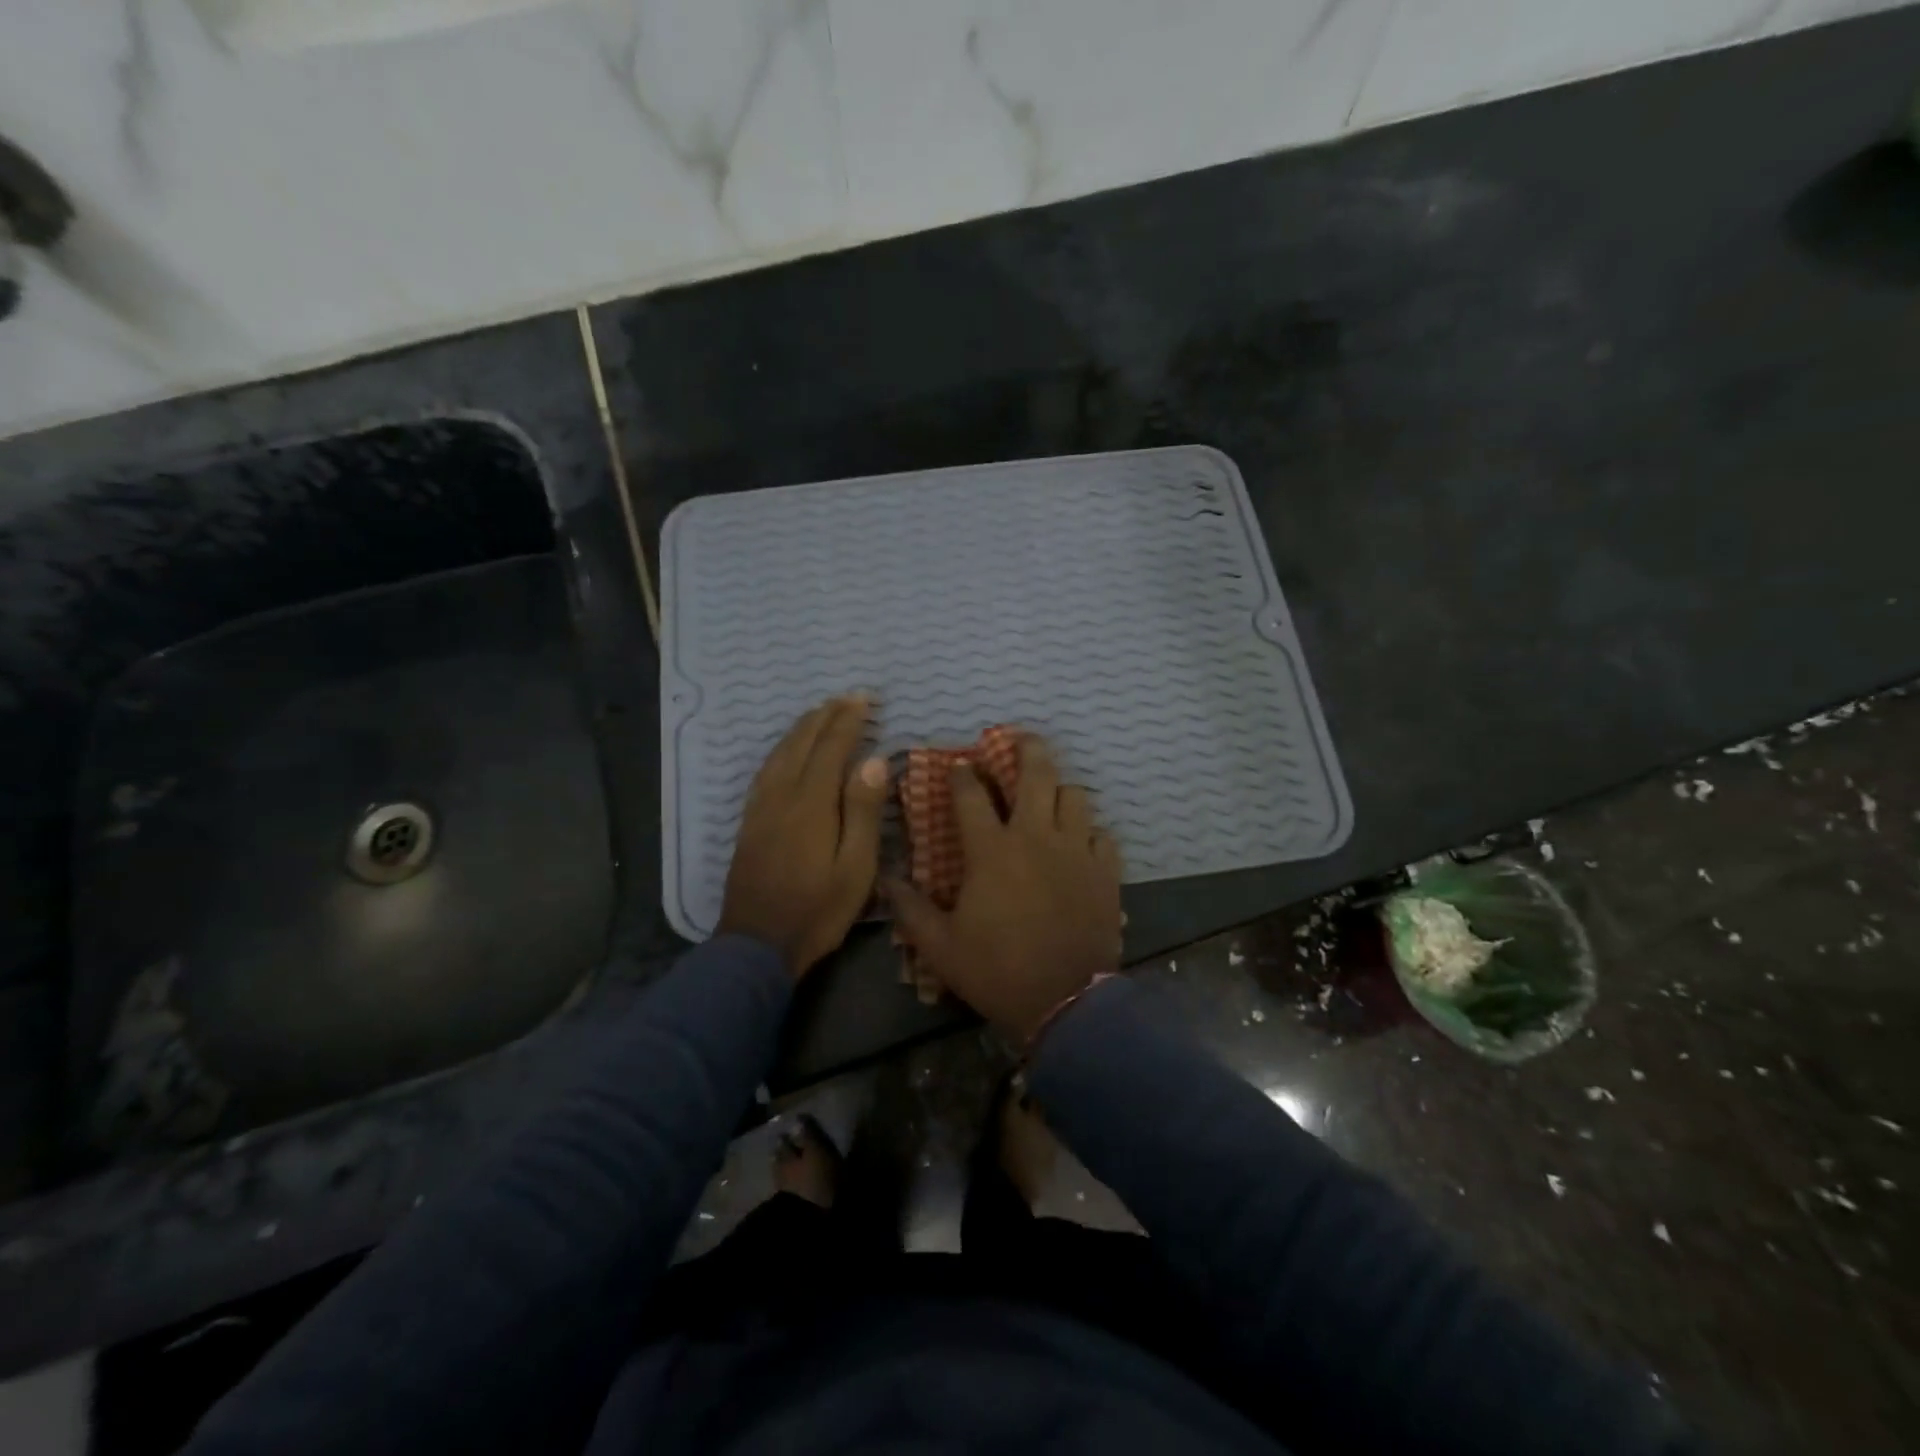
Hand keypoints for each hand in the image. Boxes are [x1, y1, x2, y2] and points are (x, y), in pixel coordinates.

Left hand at [718, 695, 888, 976]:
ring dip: (801, 729)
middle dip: (825, 716)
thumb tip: (874, 760)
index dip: (848, 720)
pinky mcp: (750, 822)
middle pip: (802, 743)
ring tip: (819, 713)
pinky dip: (781, 750)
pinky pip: (765, 771)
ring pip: (780, 754)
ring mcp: (761, 808)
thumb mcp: (855, 867)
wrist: (756, 945)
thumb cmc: (817, 910)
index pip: (831, 748)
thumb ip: (863, 811)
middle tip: (846, 698)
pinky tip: (786, 751)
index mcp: (812, 803)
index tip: (864, 699)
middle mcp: (782, 796)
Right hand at [886, 735, 1122, 1042]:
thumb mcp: (940, 946)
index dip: (961, 774)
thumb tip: (884, 879)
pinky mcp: (1105, 871)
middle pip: (1037, 773)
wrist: (1065, 1001)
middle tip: (1020, 738)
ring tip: (1050, 796)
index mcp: (992, 850)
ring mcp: (1075, 850)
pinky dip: (1089, 831)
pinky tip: (1080, 841)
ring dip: (1059, 789)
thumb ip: (910, 909)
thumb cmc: (997, 970)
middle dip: (1027, 748)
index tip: (958, 764)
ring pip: (1075, 796)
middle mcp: (1035, 837)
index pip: (971, 796)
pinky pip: (1101, 835)